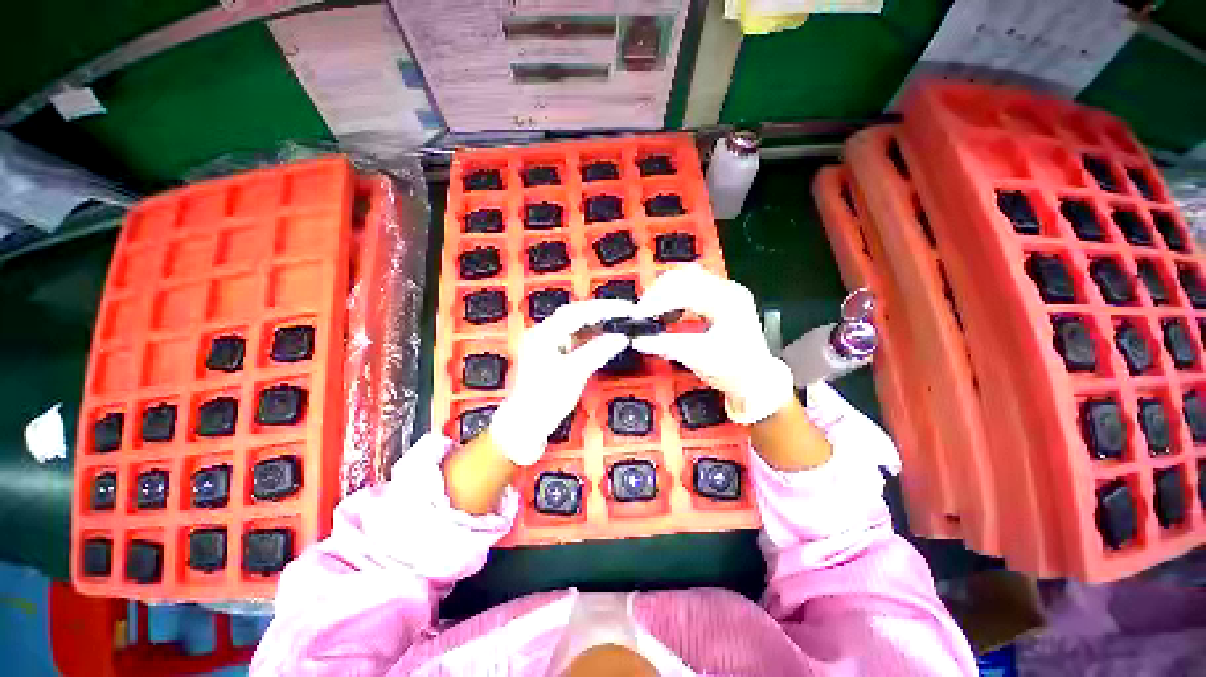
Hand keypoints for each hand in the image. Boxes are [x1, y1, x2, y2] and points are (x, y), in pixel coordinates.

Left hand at [489, 299, 633, 464]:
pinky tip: (603, 338)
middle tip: (624, 313)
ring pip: (575, 326)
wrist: (526, 424)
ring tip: (618, 323)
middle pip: (575, 315)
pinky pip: (574, 339)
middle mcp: (542, 335)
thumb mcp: (575, 373)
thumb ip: (598, 351)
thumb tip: (619, 338)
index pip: (577, 312)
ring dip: (596, 324)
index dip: (603, 308)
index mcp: (542, 335)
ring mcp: (545, 344)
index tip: (624, 309)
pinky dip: (590, 337)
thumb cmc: (543, 401)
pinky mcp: (551, 355)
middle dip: (601, 313)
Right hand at [632, 265, 793, 424]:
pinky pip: (691, 287)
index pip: (685, 290)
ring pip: (686, 278)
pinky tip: (666, 308)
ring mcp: (726, 292)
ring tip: (650, 308)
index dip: (658, 300)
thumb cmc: (735, 371)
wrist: (757, 380)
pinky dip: (674, 295)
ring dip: (664, 291)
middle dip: (658, 292)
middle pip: (685, 276)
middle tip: (642, 311)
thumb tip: (639, 339)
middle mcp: (729, 290)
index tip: (640, 314)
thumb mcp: (699, 358)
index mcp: (728, 302)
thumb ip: (666, 346)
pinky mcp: (720, 299)